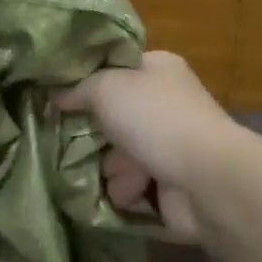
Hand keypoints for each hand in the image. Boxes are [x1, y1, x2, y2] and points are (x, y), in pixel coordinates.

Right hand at [57, 51, 237, 242]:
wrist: (203, 179)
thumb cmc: (154, 119)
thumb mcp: (106, 87)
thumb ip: (77, 88)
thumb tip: (57, 96)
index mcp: (158, 68)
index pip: (115, 67)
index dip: (87, 80)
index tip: (57, 95)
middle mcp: (165, 103)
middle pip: (113, 115)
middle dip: (93, 133)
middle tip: (67, 140)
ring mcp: (168, 143)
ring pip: (119, 154)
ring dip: (111, 168)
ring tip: (112, 173)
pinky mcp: (169, 181)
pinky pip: (132, 184)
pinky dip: (126, 191)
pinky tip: (127, 193)